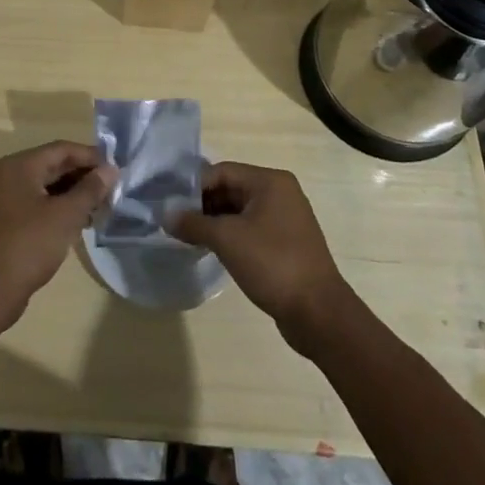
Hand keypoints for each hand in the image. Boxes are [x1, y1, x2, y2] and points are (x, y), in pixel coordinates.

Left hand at [0, 141, 117, 331]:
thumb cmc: (29, 245)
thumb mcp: (65, 215)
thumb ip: (90, 189)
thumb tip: (111, 169)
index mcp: (22, 165)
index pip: (63, 149)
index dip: (91, 156)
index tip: (117, 169)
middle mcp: (12, 175)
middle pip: (55, 166)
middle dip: (84, 176)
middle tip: (113, 190)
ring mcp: (8, 199)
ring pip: (49, 187)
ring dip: (75, 194)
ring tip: (102, 208)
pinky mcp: (10, 221)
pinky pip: (41, 205)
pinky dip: (61, 209)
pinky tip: (81, 224)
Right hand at [166, 161, 355, 352]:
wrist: (318, 313)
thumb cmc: (272, 264)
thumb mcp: (227, 239)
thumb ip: (193, 223)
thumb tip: (165, 214)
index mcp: (270, 181)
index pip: (222, 171)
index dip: (194, 187)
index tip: (171, 206)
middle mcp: (280, 193)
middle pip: (231, 189)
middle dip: (203, 205)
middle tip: (175, 223)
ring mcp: (285, 219)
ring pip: (239, 211)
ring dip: (215, 222)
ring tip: (188, 237)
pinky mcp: (286, 243)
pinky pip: (251, 229)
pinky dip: (230, 235)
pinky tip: (212, 250)